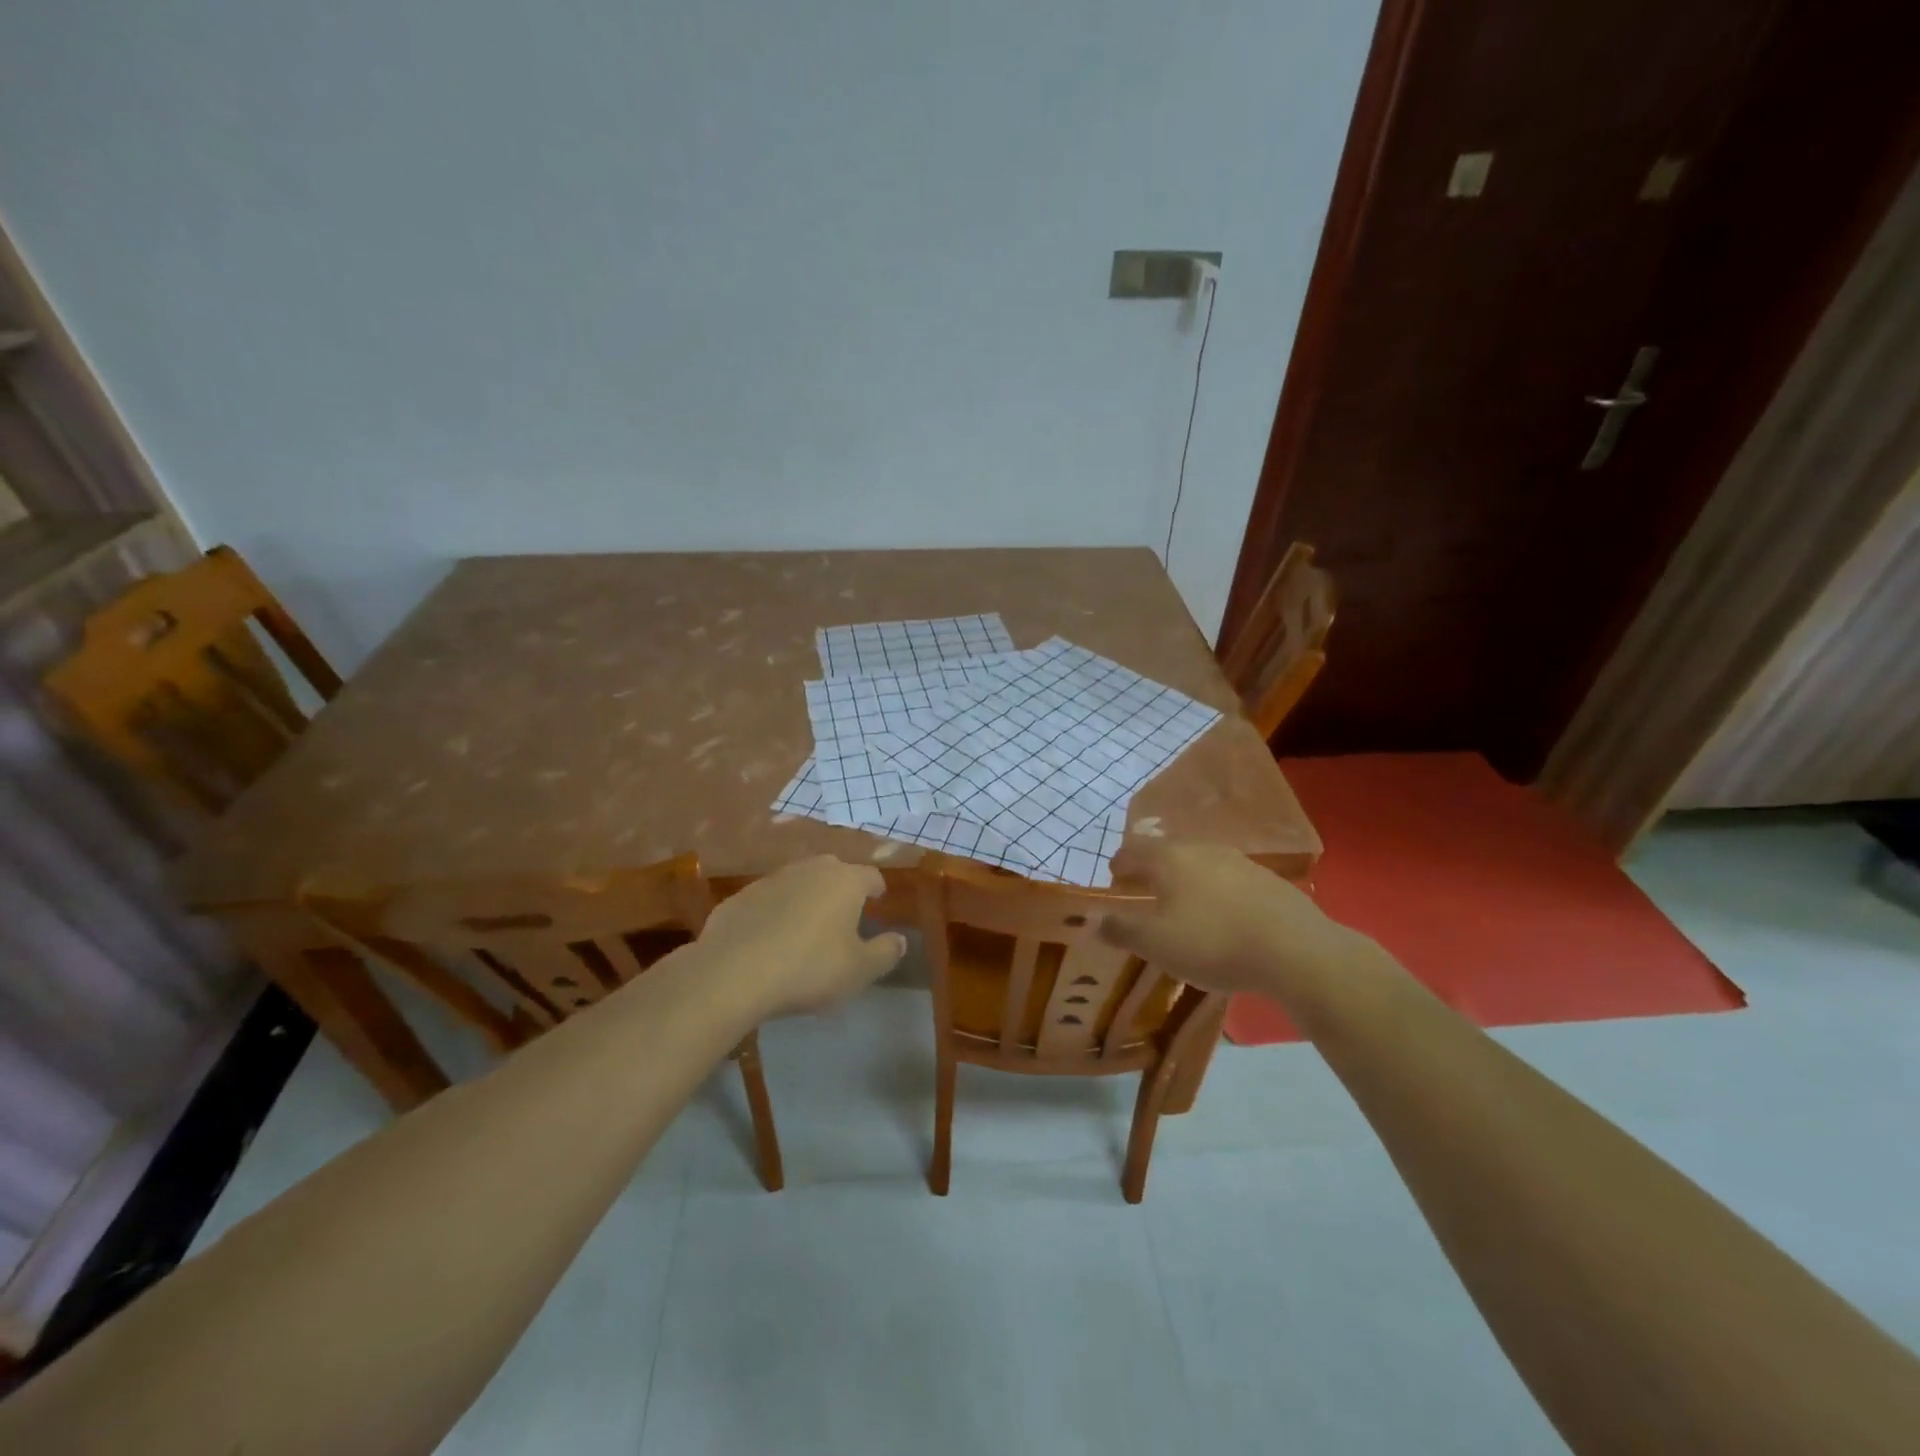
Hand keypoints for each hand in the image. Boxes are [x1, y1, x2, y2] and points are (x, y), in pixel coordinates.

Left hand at [693, 855, 905, 1019]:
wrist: (733, 973)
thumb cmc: (809, 968)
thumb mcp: (859, 970)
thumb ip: (886, 952)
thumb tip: (900, 939)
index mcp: (845, 881)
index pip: (871, 876)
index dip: (877, 890)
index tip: (878, 902)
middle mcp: (810, 870)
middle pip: (834, 872)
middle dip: (841, 889)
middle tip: (844, 915)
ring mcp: (771, 879)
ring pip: (798, 883)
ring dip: (805, 899)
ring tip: (806, 927)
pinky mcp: (739, 897)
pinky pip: (767, 901)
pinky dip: (773, 913)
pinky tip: (769, 940)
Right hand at [1100, 838, 1370, 1004]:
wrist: (1295, 950)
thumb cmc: (1213, 942)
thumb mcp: (1156, 944)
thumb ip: (1121, 929)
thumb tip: (1094, 919)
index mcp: (1169, 858)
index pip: (1133, 851)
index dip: (1119, 866)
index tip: (1114, 883)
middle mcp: (1202, 850)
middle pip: (1167, 853)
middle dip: (1152, 871)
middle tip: (1144, 895)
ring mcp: (1239, 862)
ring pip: (1200, 864)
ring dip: (1185, 881)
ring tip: (1182, 907)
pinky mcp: (1268, 881)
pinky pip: (1229, 880)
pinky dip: (1215, 893)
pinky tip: (1222, 917)